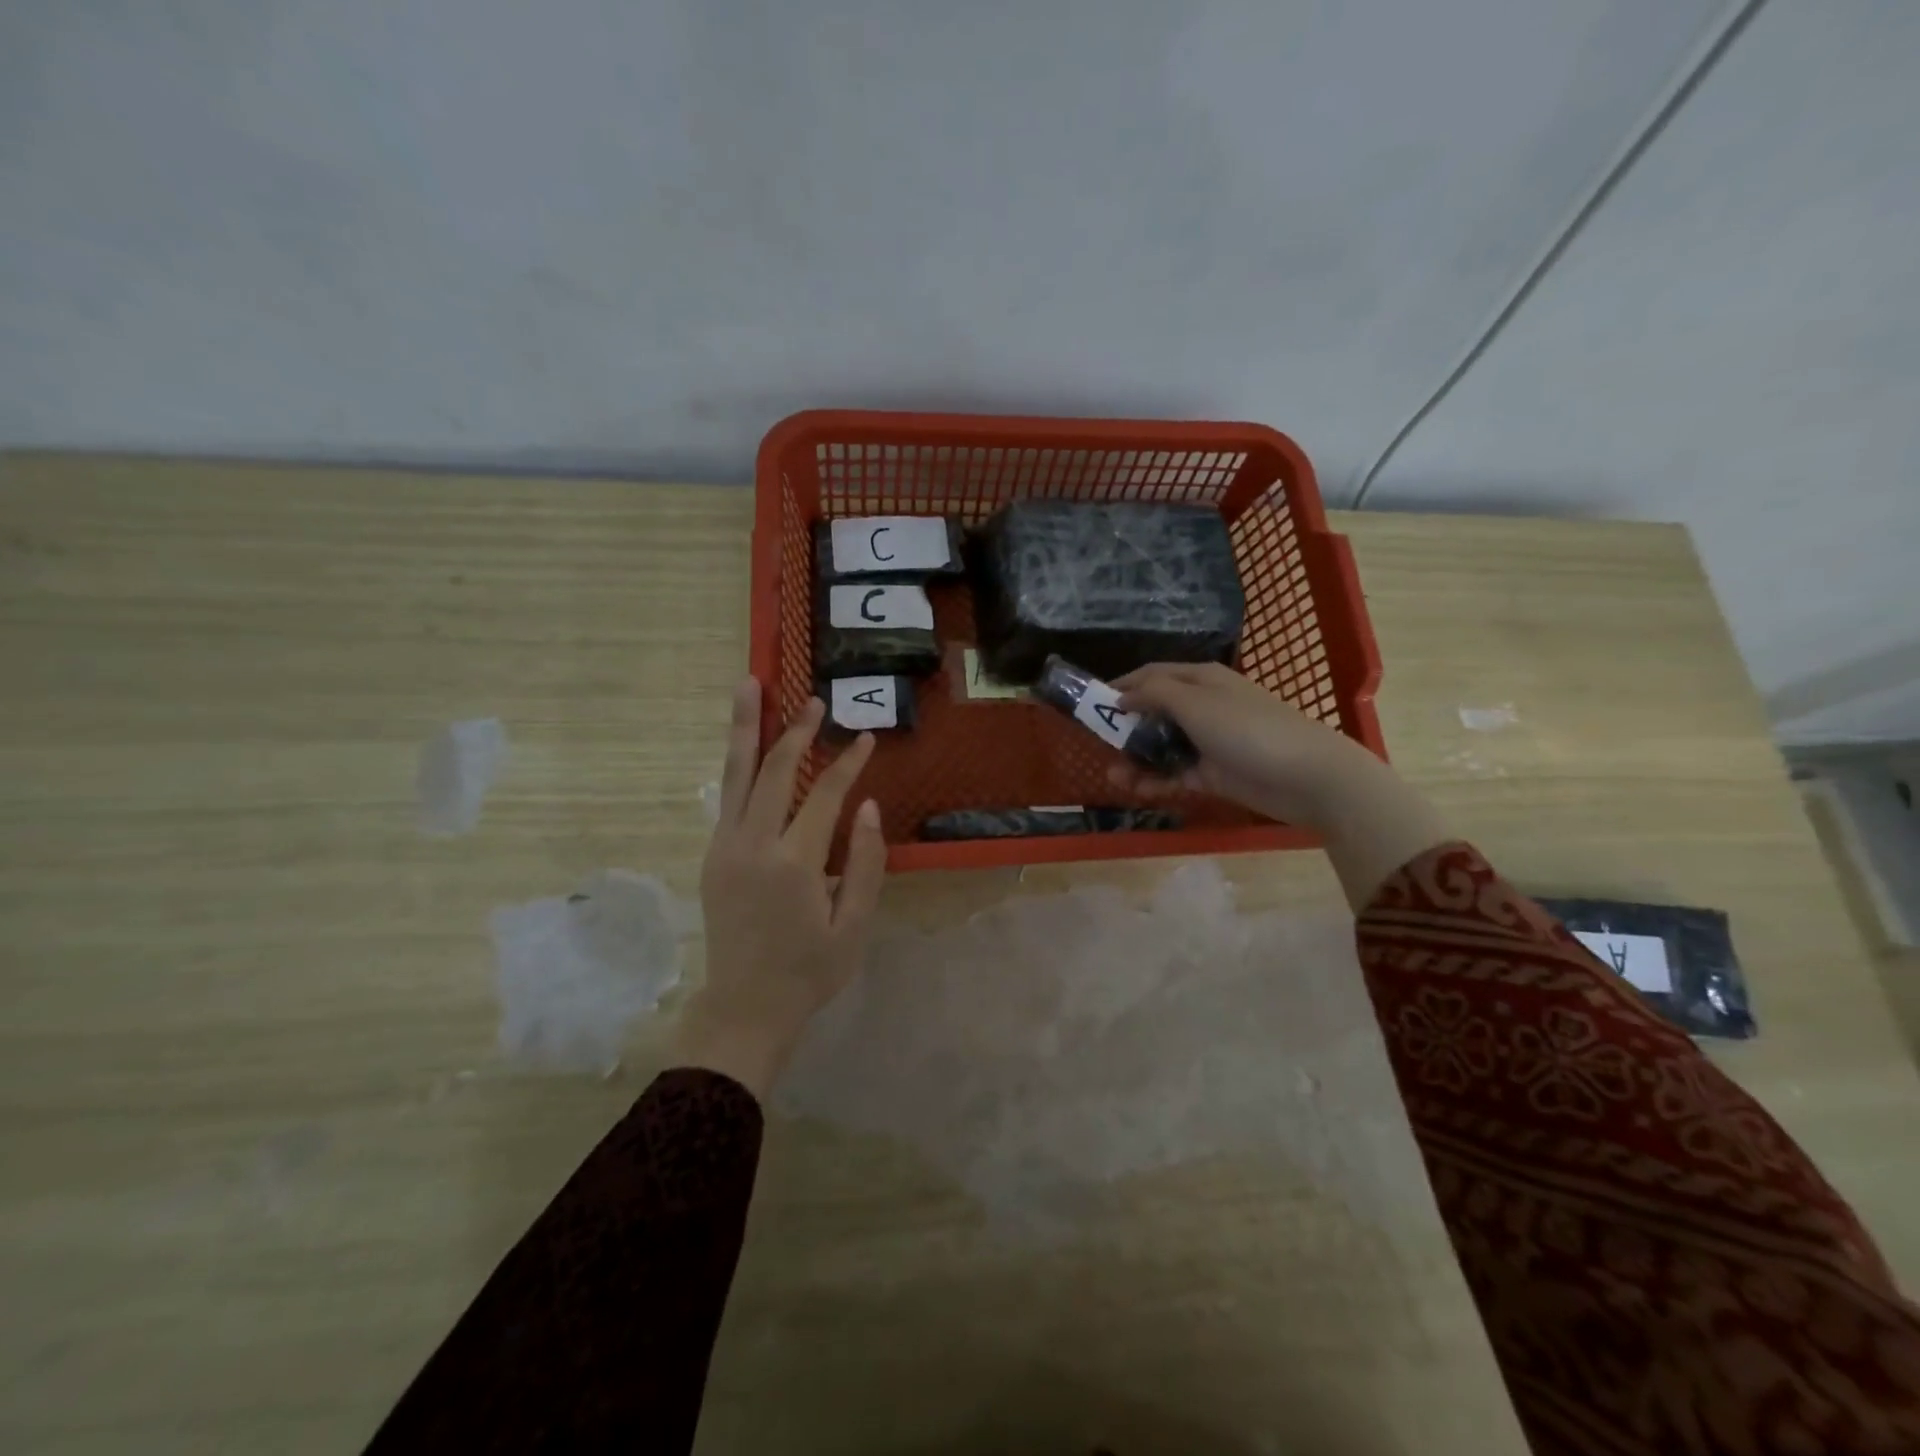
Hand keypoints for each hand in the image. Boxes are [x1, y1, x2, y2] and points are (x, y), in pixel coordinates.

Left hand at [676, 679, 885, 1097]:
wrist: (744, 1007)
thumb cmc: (809, 972)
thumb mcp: (853, 927)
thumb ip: (865, 863)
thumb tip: (868, 806)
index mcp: (794, 864)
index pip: (825, 796)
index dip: (847, 764)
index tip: (864, 738)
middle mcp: (753, 845)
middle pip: (774, 771)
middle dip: (795, 731)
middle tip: (812, 700)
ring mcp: (725, 847)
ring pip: (736, 775)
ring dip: (745, 729)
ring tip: (748, 686)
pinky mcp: (712, 855)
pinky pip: (727, 797)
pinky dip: (738, 764)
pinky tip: (746, 745)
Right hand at [1105, 661, 1372, 828]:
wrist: (1308, 776)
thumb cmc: (1248, 729)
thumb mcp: (1196, 703)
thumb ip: (1155, 694)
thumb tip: (1123, 694)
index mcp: (1200, 680)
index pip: (1152, 675)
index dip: (1121, 686)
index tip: (1090, 703)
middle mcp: (1203, 706)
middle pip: (1153, 712)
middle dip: (1125, 728)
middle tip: (1099, 746)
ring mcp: (1209, 741)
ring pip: (1162, 746)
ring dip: (1136, 759)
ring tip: (1115, 778)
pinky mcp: (1214, 773)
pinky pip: (1176, 773)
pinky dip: (1156, 780)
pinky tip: (1138, 790)